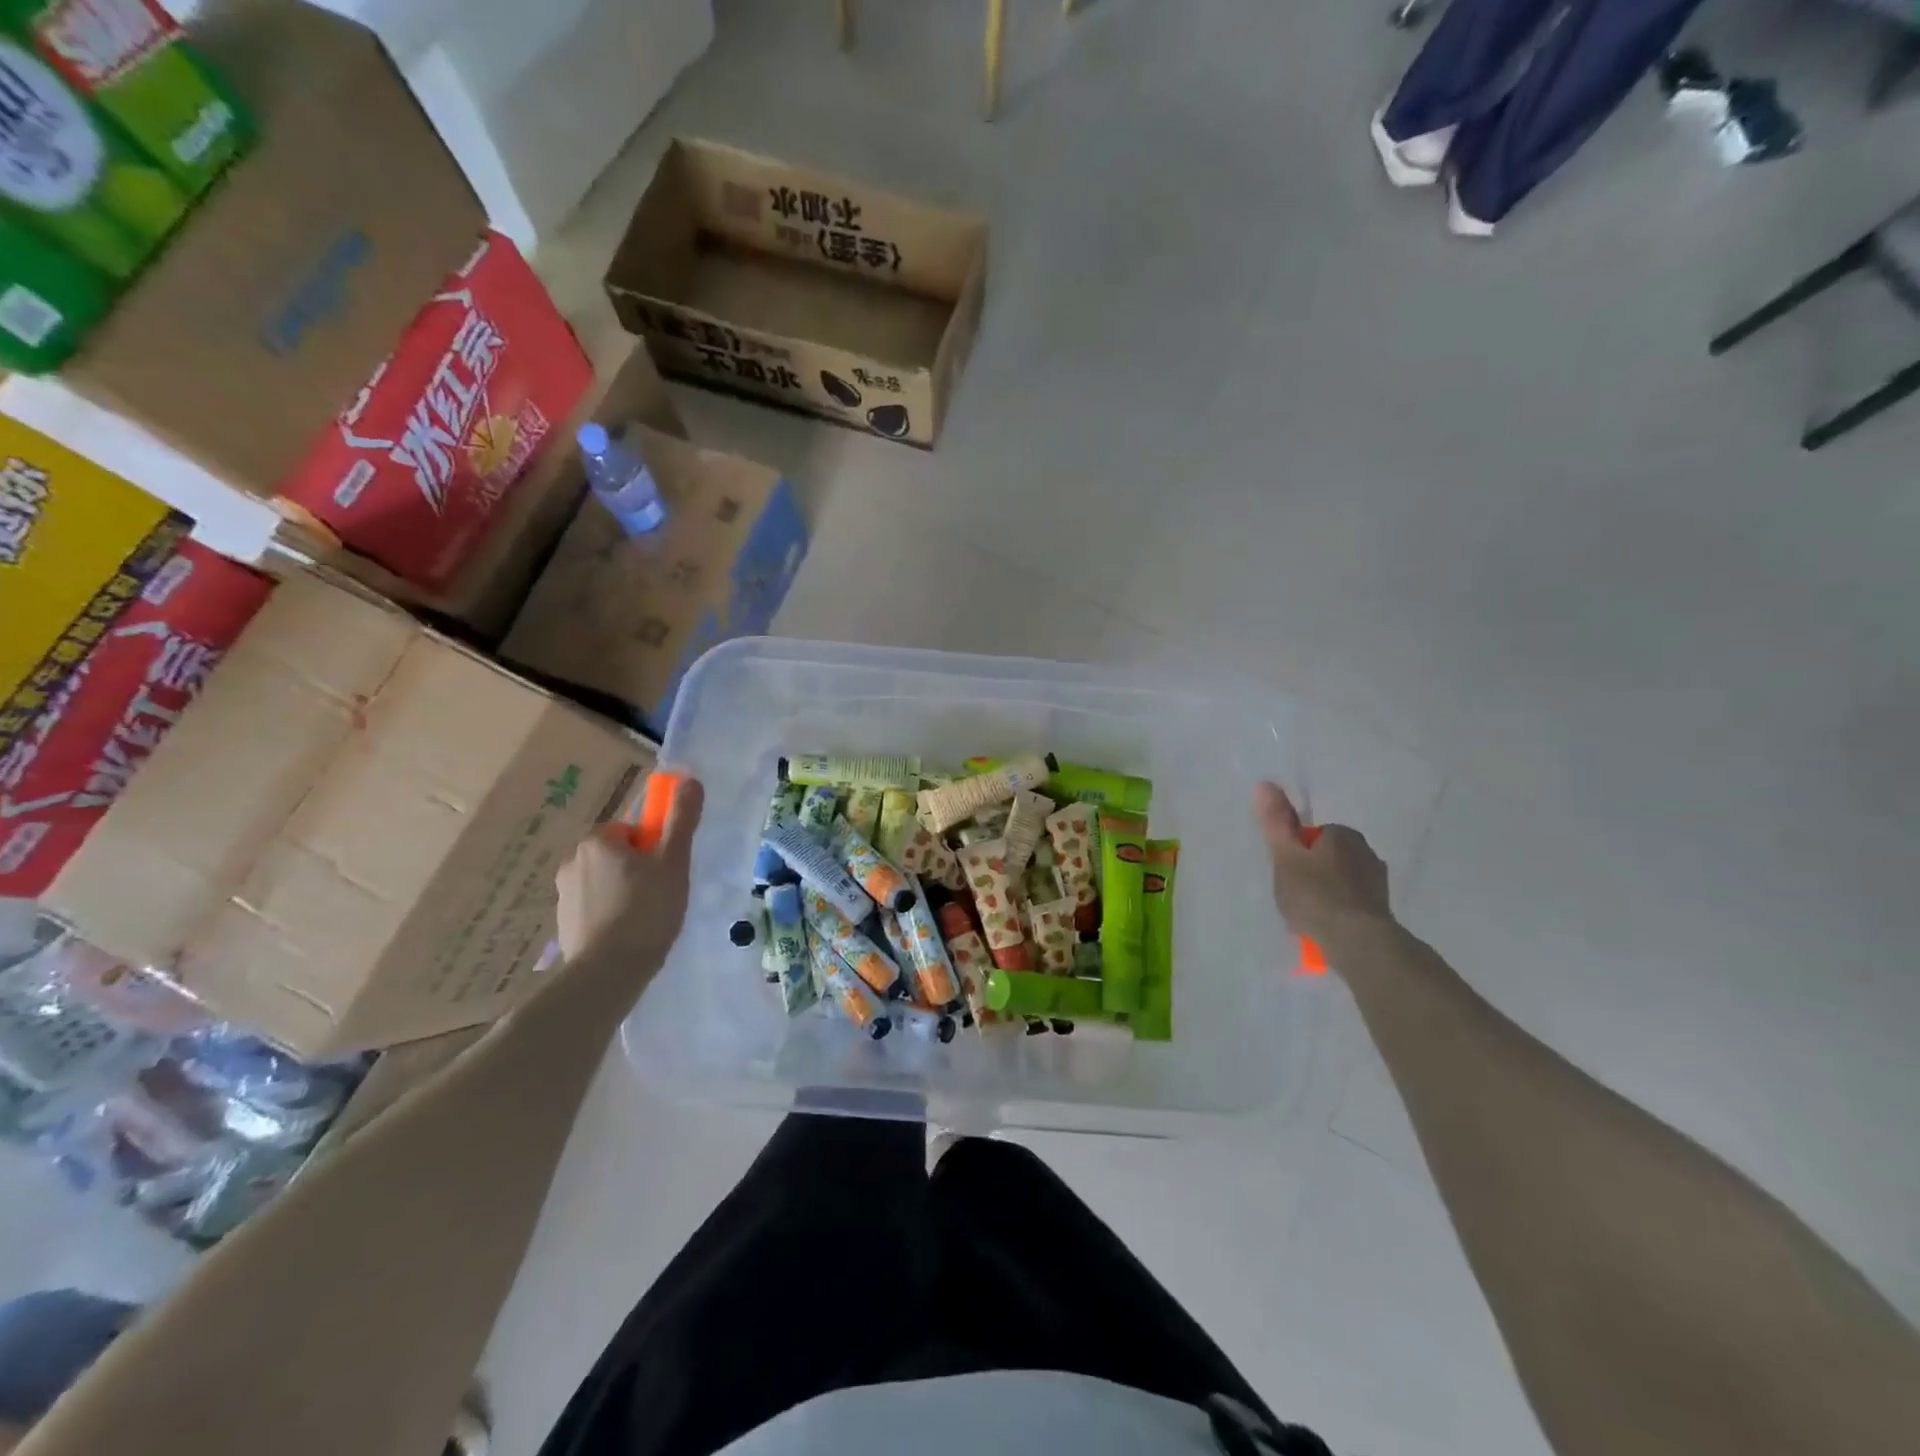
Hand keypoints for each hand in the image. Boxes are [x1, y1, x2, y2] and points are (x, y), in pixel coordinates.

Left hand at [555, 776, 704, 972]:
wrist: (608, 972)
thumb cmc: (646, 909)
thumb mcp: (673, 861)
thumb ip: (681, 819)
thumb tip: (690, 779)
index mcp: (596, 842)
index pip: (631, 833)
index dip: (653, 850)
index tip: (666, 873)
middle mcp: (572, 862)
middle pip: (617, 856)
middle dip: (638, 872)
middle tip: (661, 896)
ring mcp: (563, 895)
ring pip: (605, 883)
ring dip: (624, 894)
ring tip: (646, 921)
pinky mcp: (562, 924)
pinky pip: (594, 909)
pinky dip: (610, 917)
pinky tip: (628, 936)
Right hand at [1254, 782, 1391, 951]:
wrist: (1358, 942)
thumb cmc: (1316, 895)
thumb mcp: (1285, 856)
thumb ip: (1275, 822)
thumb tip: (1264, 783)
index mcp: (1343, 834)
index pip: (1312, 836)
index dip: (1295, 854)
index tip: (1287, 874)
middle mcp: (1367, 852)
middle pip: (1328, 857)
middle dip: (1312, 873)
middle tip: (1295, 896)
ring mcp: (1378, 882)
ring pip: (1341, 881)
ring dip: (1326, 893)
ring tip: (1309, 916)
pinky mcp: (1382, 909)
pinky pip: (1352, 903)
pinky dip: (1339, 911)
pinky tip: (1327, 928)